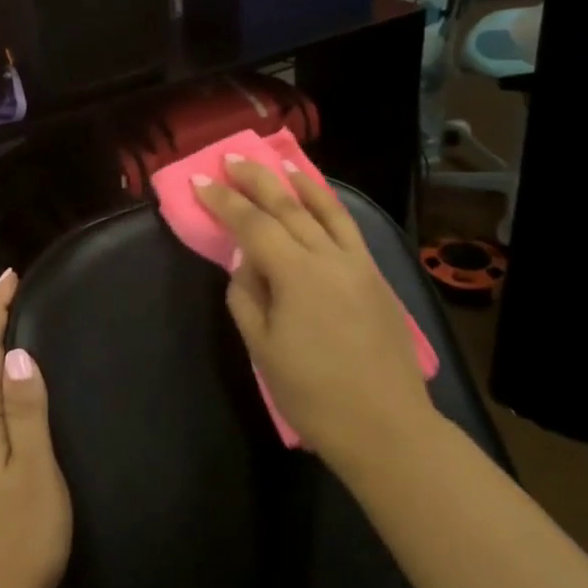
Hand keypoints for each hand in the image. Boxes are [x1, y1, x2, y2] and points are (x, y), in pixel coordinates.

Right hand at [195, 159, 438, 471]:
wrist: (387, 428)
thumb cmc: (313, 394)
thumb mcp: (262, 348)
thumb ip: (247, 296)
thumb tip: (246, 262)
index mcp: (297, 274)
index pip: (252, 224)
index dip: (223, 201)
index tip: (200, 181)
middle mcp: (330, 257)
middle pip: (288, 206)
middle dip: (256, 179)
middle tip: (231, 159)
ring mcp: (359, 264)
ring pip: (326, 210)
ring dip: (298, 183)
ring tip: (278, 163)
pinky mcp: (377, 277)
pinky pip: (349, 229)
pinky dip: (329, 206)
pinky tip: (319, 201)